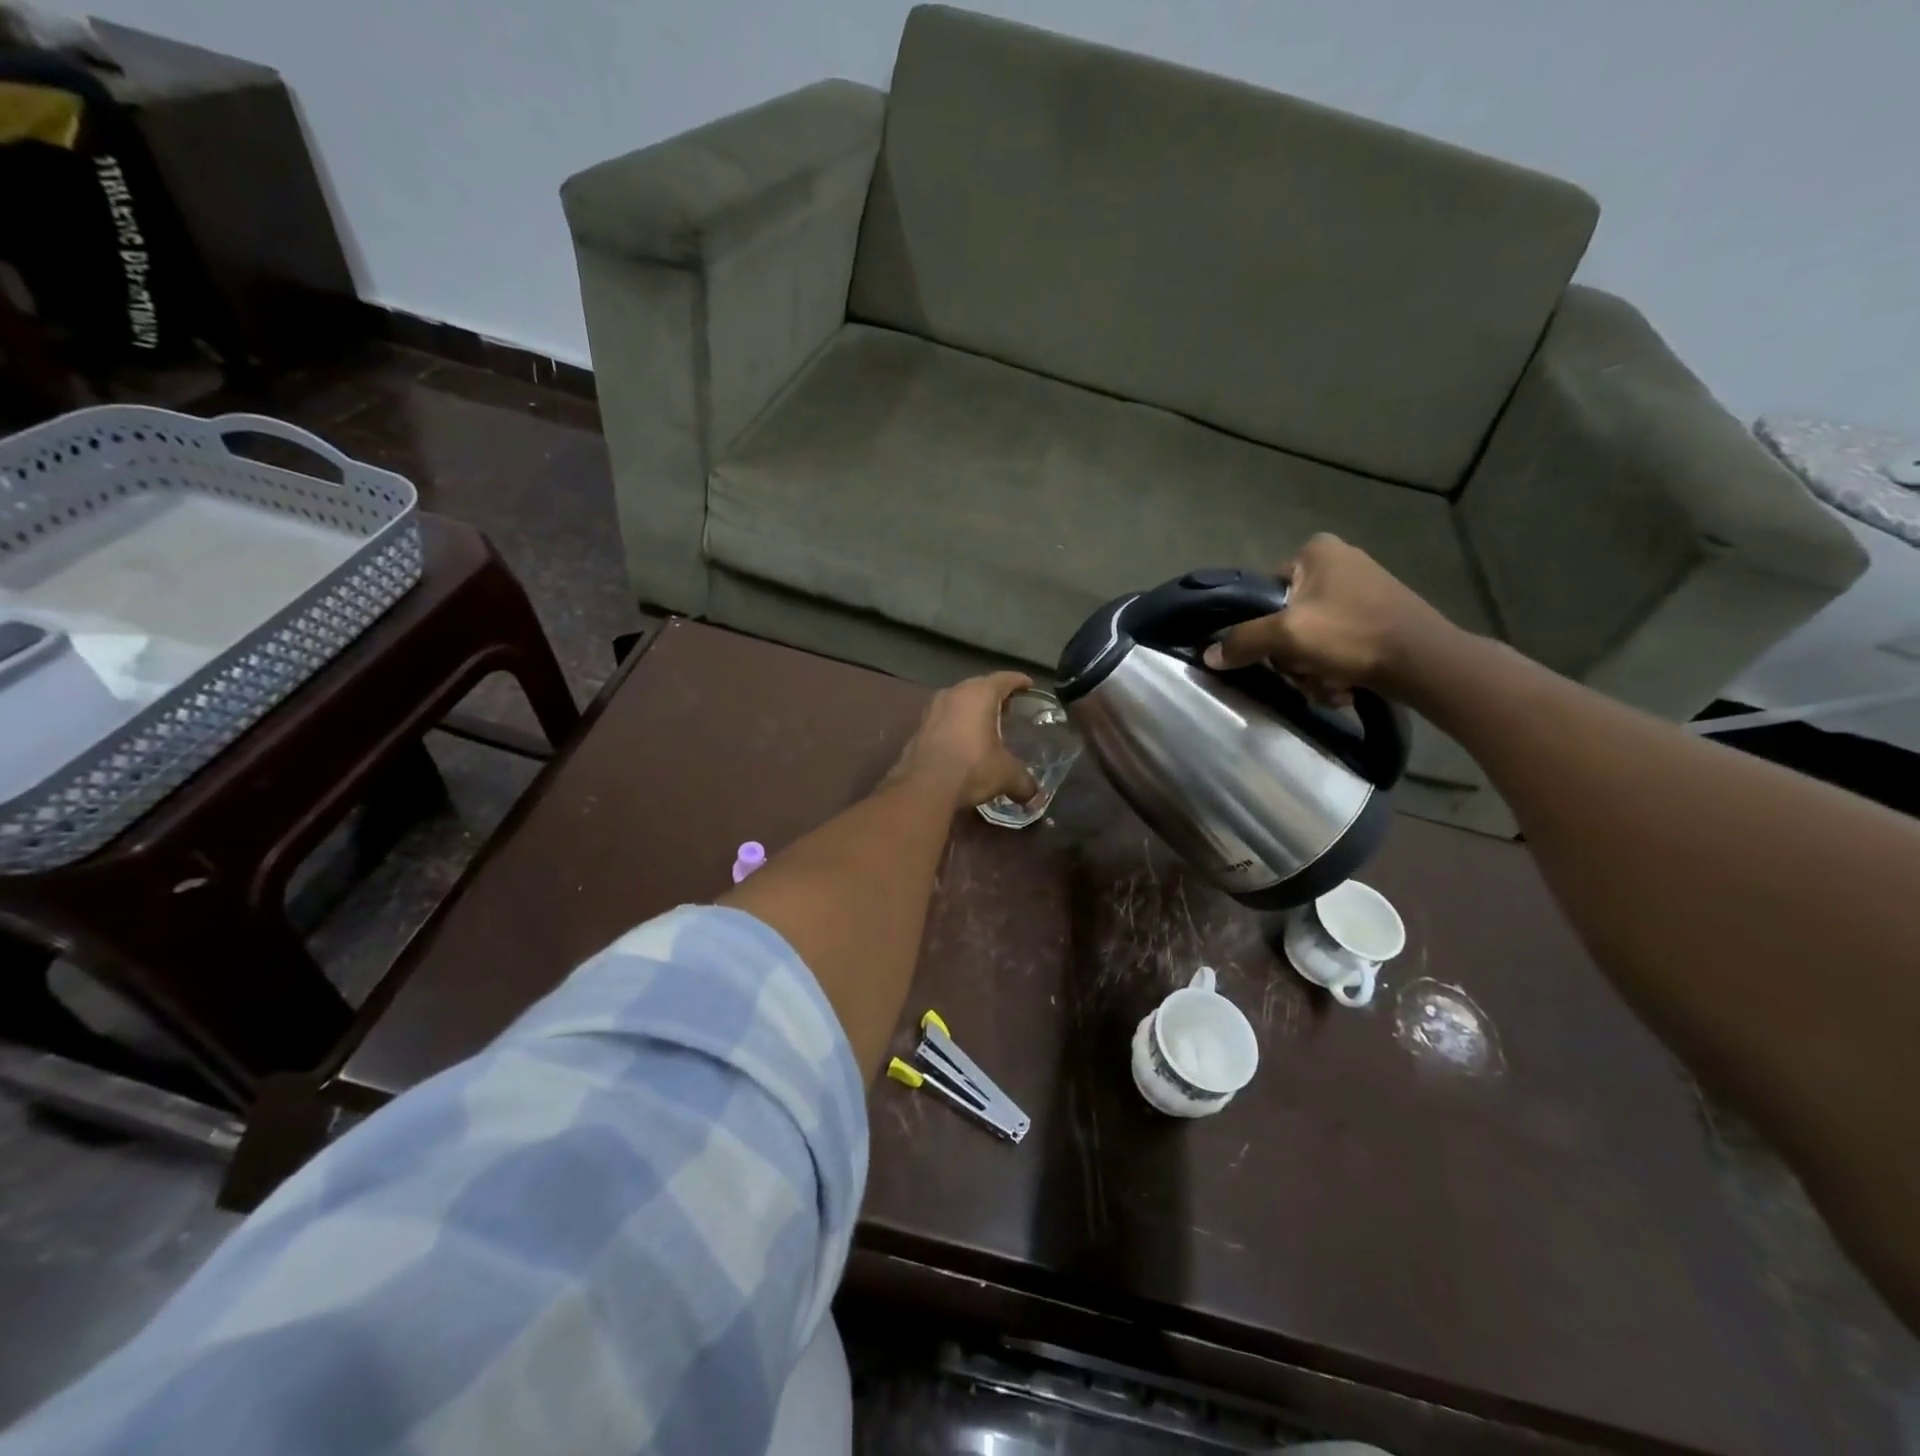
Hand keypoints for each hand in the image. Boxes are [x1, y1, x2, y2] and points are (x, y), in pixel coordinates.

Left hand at [889, 672, 1039, 808]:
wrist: (923, 787)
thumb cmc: (972, 768)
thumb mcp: (1006, 775)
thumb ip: (1023, 780)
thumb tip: (1033, 793)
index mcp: (980, 693)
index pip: (1004, 679)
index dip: (1019, 681)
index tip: (1028, 685)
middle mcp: (954, 693)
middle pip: (979, 686)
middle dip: (995, 695)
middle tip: (1009, 707)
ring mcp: (932, 709)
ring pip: (958, 701)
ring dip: (972, 709)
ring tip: (986, 723)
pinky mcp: (919, 727)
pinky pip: (944, 718)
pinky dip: (956, 724)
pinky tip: (963, 740)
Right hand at [1203, 534, 1455, 703]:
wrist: (1425, 662)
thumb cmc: (1352, 635)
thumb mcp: (1287, 636)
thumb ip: (1243, 642)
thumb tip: (1209, 656)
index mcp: (1317, 551)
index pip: (1266, 593)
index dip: (1266, 627)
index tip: (1279, 650)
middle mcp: (1340, 561)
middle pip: (1288, 620)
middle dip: (1294, 656)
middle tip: (1306, 670)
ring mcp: (1363, 590)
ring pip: (1311, 639)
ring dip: (1313, 669)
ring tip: (1331, 682)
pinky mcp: (1379, 617)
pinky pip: (1338, 645)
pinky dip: (1337, 669)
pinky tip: (1347, 683)